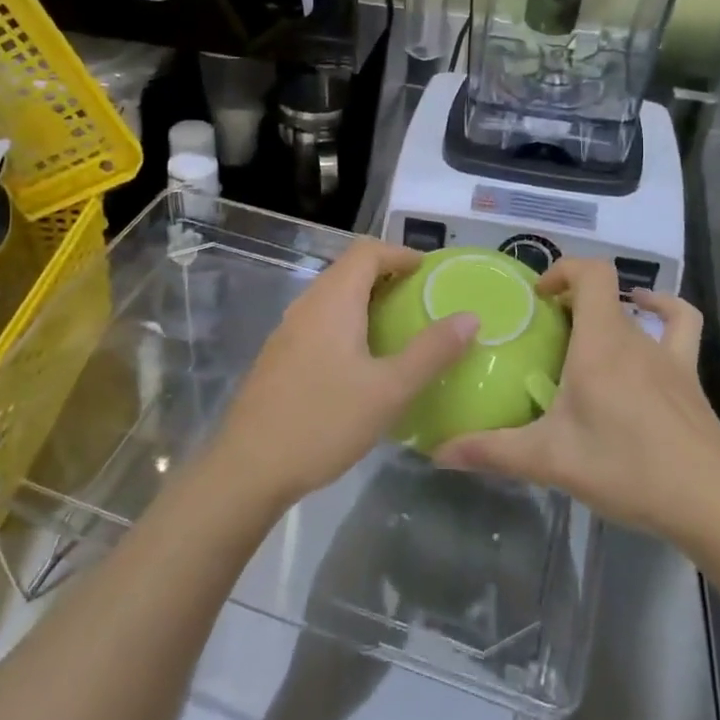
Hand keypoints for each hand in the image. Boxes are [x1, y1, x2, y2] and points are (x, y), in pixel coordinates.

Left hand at [209, 240, 477, 511]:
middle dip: (387, 275)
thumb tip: (469, 316)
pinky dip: (348, 322)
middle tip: (422, 300)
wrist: (250, 467)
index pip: (367, 252)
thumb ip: (432, 352)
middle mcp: (307, 305)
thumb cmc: (324, 421)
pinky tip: (363, 360)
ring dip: (366, 300)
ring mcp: (288, 330)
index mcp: (333, 301)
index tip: (431, 273)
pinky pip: (320, 320)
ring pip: (333, 296)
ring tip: (399, 328)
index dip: (401, 253)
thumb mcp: (390, 390)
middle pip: (349, 269)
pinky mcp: (280, 356)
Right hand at [434, 259, 719, 543]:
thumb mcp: (551, 461)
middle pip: (604, 295)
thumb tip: (437, 451)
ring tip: (583, 334)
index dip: (562, 269)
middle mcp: (635, 339)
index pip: (591, 273)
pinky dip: (663, 311)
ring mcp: (668, 356)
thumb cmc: (627, 469)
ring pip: (634, 312)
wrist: (711, 504)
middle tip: (544, 334)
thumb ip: (492, 452)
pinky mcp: (689, 378)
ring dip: (608, 312)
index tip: (536, 298)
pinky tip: (647, 322)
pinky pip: (680, 327)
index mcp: (600, 345)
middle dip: (570, 303)